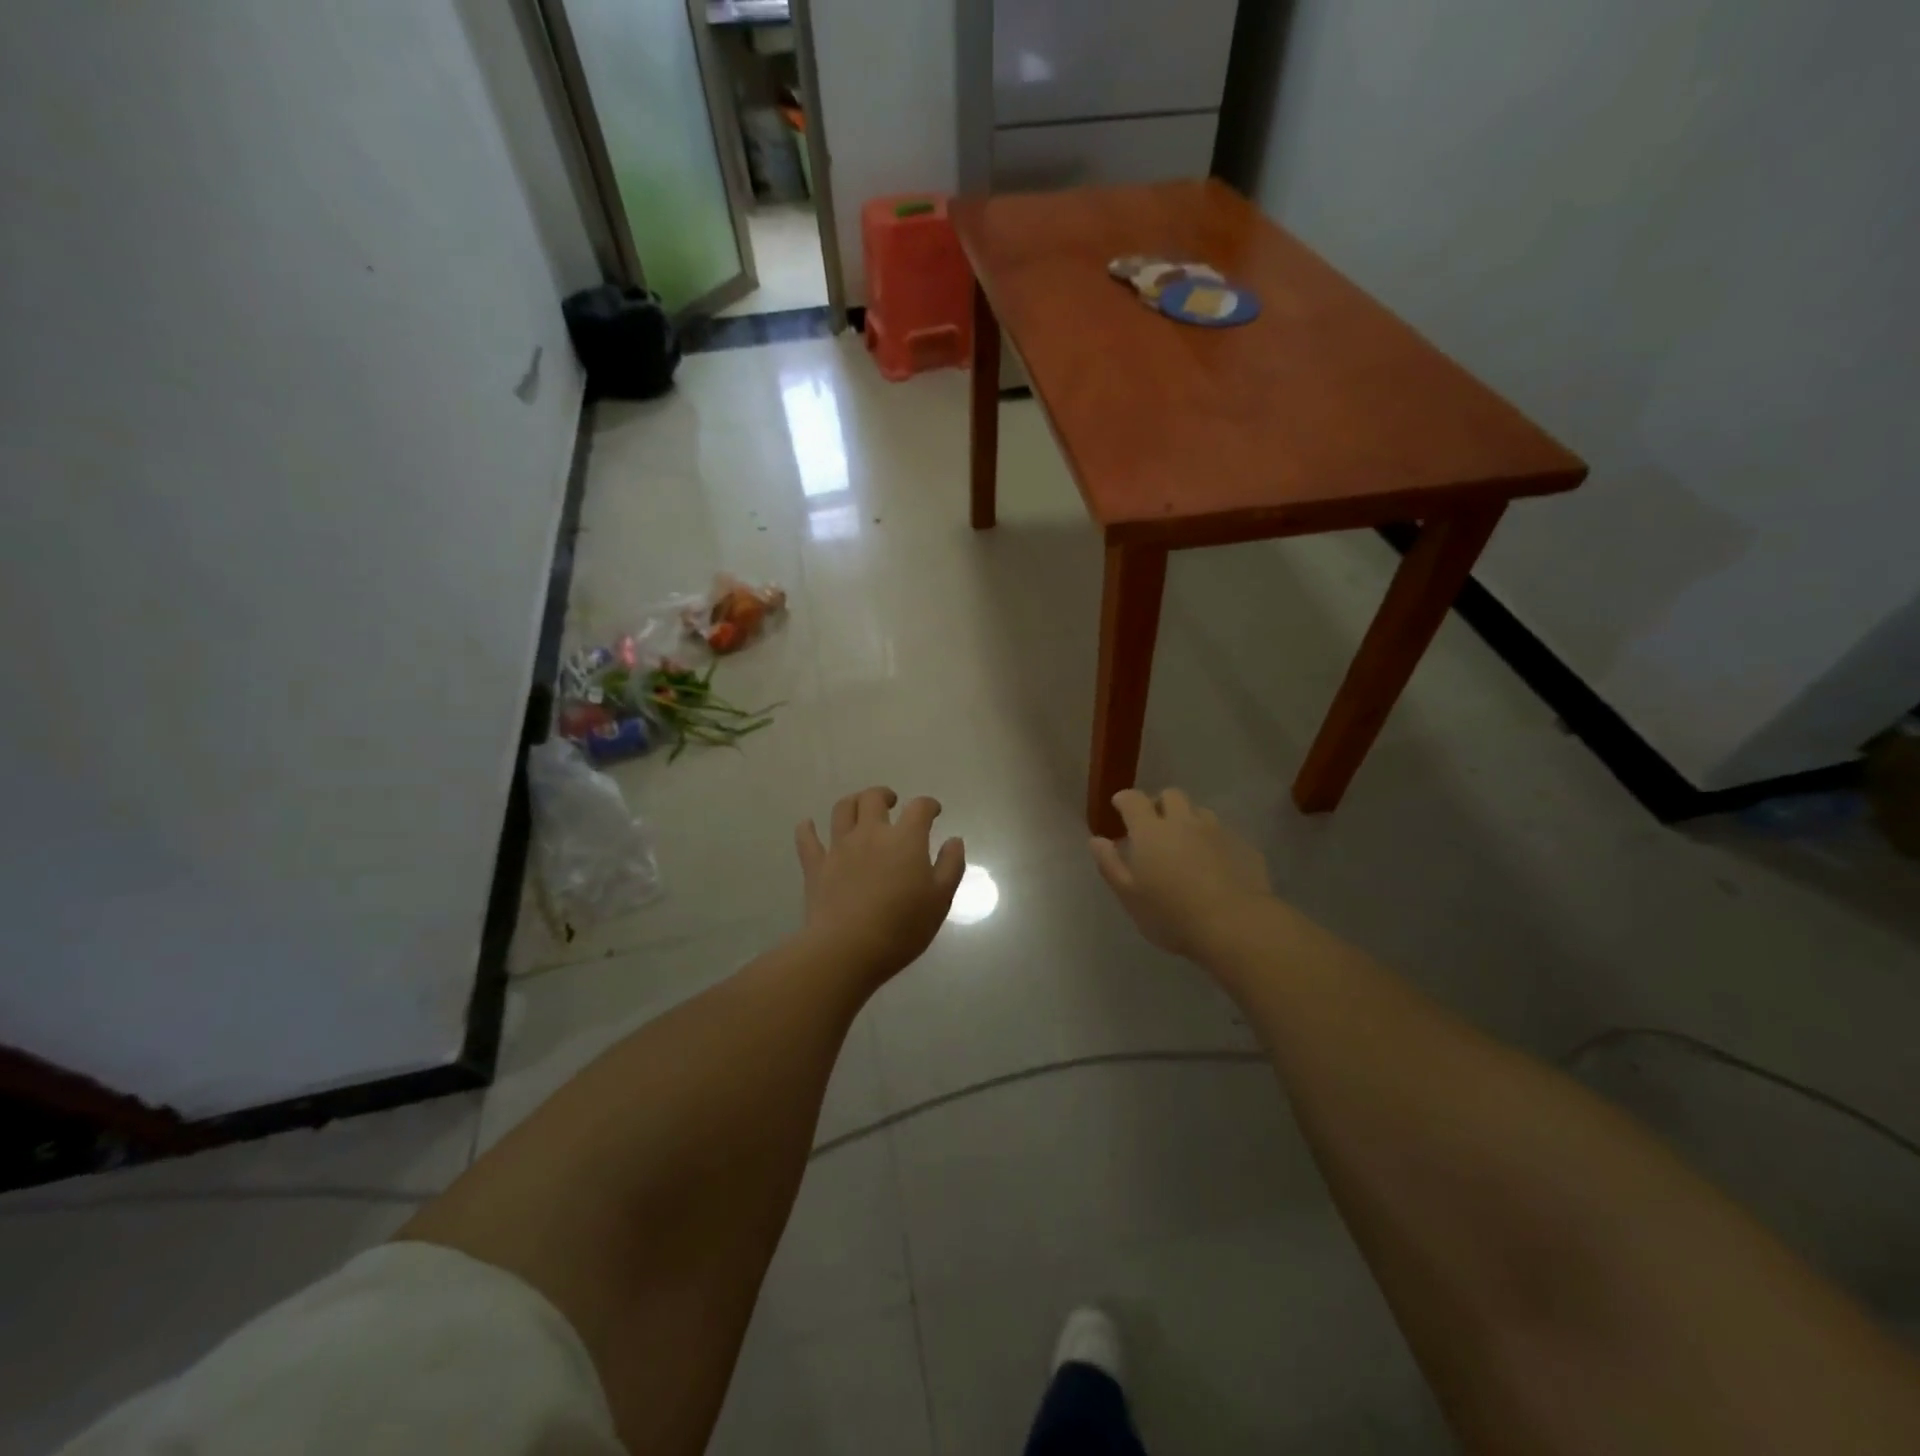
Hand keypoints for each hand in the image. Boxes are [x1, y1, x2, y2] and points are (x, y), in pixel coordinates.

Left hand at [796, 787, 965, 983]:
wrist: (848, 948)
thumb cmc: (902, 926)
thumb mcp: (940, 899)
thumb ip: (950, 866)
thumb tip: (954, 840)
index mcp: (905, 839)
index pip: (919, 808)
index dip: (928, 805)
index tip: (933, 811)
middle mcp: (871, 834)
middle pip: (873, 799)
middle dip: (884, 795)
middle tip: (892, 803)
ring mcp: (839, 847)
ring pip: (842, 809)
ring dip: (852, 802)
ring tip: (859, 809)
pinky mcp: (816, 866)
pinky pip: (807, 839)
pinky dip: (807, 829)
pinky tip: (808, 825)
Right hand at [1091, 788, 1271, 959]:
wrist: (1234, 925)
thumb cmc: (1171, 914)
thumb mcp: (1129, 896)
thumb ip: (1110, 864)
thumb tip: (1096, 840)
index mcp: (1150, 831)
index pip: (1134, 799)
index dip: (1125, 799)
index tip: (1119, 806)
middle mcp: (1183, 821)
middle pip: (1171, 795)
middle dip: (1159, 804)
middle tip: (1153, 825)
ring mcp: (1216, 831)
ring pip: (1199, 812)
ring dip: (1188, 819)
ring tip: (1185, 843)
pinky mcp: (1243, 846)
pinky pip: (1223, 834)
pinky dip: (1212, 841)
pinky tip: (1214, 864)